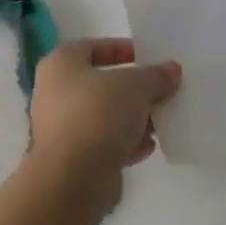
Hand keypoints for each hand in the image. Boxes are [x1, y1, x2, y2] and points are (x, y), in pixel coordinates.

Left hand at [26, 39, 180, 203]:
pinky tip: (148, 147)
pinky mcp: (71, 160)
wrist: (73, 177)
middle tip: (159, 91)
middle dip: (132, 89)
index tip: (146, 57)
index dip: (120, 48)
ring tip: (161, 121)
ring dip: (132, 119)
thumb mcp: (136, 86)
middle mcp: (54, 93)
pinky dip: (124, 144)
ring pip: (103, 117)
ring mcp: (60, 129)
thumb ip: (155, 75)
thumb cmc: (99, 114)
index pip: (91, 47)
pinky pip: (102, 144)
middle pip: (100, 84)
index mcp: (60, 64)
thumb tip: (172, 70)